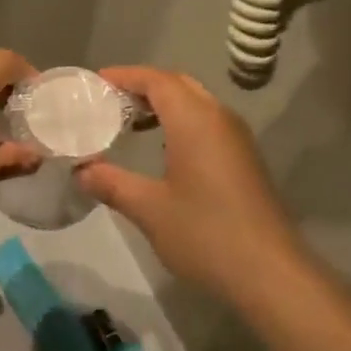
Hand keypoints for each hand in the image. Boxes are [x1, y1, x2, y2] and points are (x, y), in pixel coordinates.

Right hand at [74, 67, 308, 302]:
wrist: (270, 273)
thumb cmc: (205, 233)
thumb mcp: (149, 209)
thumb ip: (111, 183)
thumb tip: (80, 171)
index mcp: (195, 120)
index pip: (157, 80)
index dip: (125, 76)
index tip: (95, 83)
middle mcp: (219, 119)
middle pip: (178, 85)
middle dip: (143, 87)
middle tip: (109, 102)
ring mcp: (237, 139)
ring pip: (196, 104)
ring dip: (163, 105)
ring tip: (129, 124)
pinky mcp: (244, 160)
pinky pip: (207, 124)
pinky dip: (180, 123)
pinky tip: (162, 151)